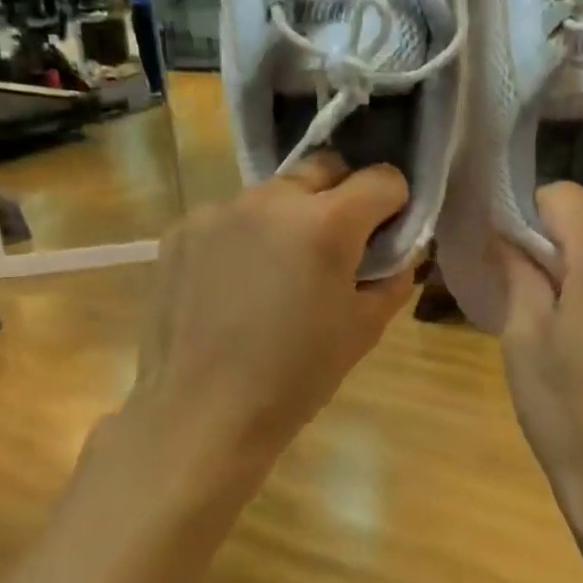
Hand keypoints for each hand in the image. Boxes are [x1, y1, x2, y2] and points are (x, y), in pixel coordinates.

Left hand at [123, 153, 416, 468]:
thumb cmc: (298, 377)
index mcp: (326, 224)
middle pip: (324, 169)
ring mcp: (220, 211)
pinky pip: (230, 218)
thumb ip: (395, 277)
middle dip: (342, 197)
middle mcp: (272, 200)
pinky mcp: (181, 230)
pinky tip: (236, 285)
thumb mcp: (365, 329)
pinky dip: (245, 237)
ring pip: (274, 194)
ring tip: (279, 272)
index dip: (395, 204)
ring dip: (290, 218)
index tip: (387, 235)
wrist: (205, 412)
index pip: (382, 179)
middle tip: (337, 248)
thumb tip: (401, 251)